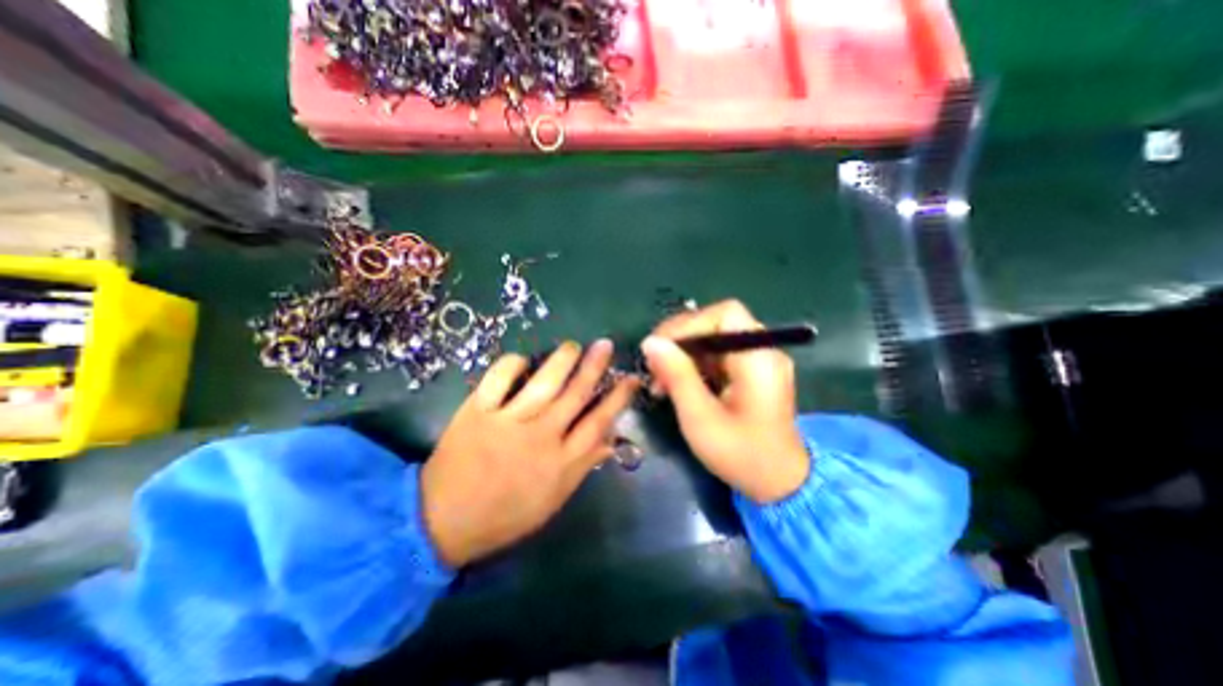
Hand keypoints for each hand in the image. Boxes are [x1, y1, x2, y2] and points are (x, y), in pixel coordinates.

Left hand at [421, 338, 640, 566]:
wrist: (442, 523)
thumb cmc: (505, 514)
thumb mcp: (554, 499)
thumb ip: (584, 467)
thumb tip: (611, 440)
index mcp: (561, 462)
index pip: (598, 422)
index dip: (617, 398)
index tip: (630, 378)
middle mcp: (540, 437)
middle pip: (575, 395)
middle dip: (594, 367)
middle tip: (605, 345)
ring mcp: (508, 422)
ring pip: (543, 383)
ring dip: (562, 360)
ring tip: (573, 346)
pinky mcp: (477, 413)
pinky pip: (499, 379)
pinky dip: (513, 364)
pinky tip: (522, 360)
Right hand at [640, 301, 810, 504]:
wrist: (779, 485)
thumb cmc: (741, 455)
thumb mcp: (700, 417)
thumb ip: (676, 375)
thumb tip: (650, 342)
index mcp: (759, 359)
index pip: (725, 314)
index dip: (689, 324)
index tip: (661, 348)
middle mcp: (763, 352)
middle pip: (716, 324)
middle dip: (680, 341)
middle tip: (654, 366)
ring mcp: (758, 362)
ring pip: (712, 340)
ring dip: (683, 355)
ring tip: (660, 381)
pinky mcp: (750, 373)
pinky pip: (717, 356)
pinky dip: (693, 366)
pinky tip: (676, 386)